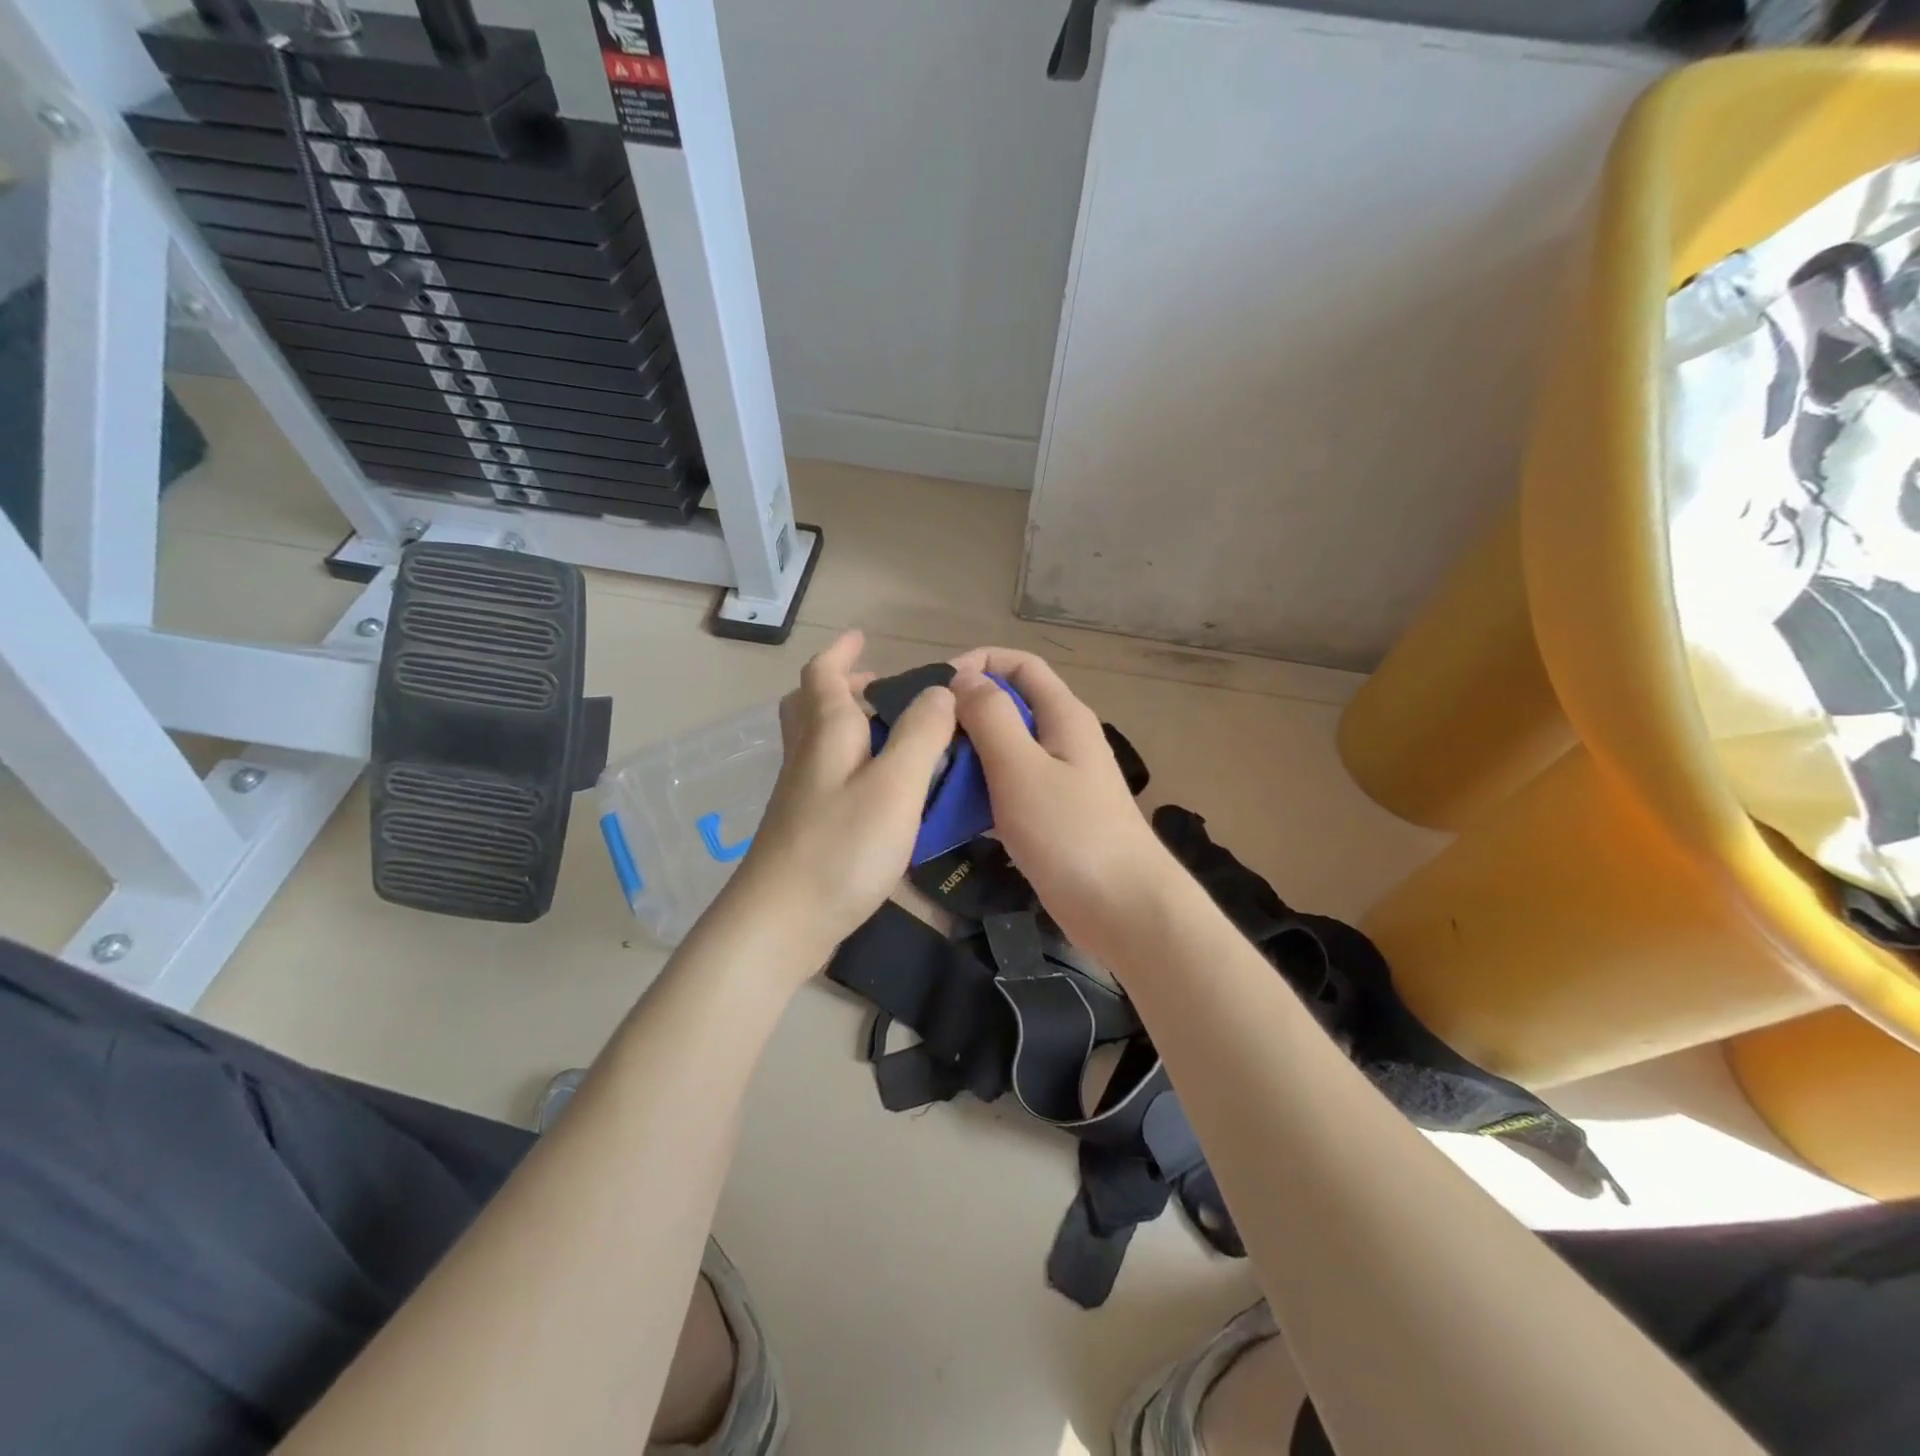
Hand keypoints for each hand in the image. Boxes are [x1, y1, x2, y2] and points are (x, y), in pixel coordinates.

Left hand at [725, 631, 955, 970]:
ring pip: (820, 740)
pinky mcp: (805, 825)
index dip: (843, 653)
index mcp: (826, 732)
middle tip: (883, 689)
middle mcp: (807, 754)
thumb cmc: (841, 847)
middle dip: (845, 686)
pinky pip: (829, 773)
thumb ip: (921, 734)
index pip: (824, 674)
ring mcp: (801, 792)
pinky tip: (883, 788)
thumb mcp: (894, 785)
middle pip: (813, 704)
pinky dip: (854, 761)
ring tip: (894, 735)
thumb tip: (941, 690)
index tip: (863, 638)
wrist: (780, 923)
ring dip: (850, 723)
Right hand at [949, 648, 1176, 951]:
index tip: (934, 688)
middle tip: (921, 739)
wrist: (1123, 909)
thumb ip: (991, 717)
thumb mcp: (1021, 768)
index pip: (1019, 665)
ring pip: (1003, 751)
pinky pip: (1007, 789)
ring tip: (926, 775)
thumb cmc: (1071, 833)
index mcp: (1063, 715)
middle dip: (964, 715)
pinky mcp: (1050, 815)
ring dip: (967, 757)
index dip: (977, 663)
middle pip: (1008, 707)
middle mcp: (1062, 738)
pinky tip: (949, 812)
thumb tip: (963, 679)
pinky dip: (979, 792)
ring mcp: (1057, 779)